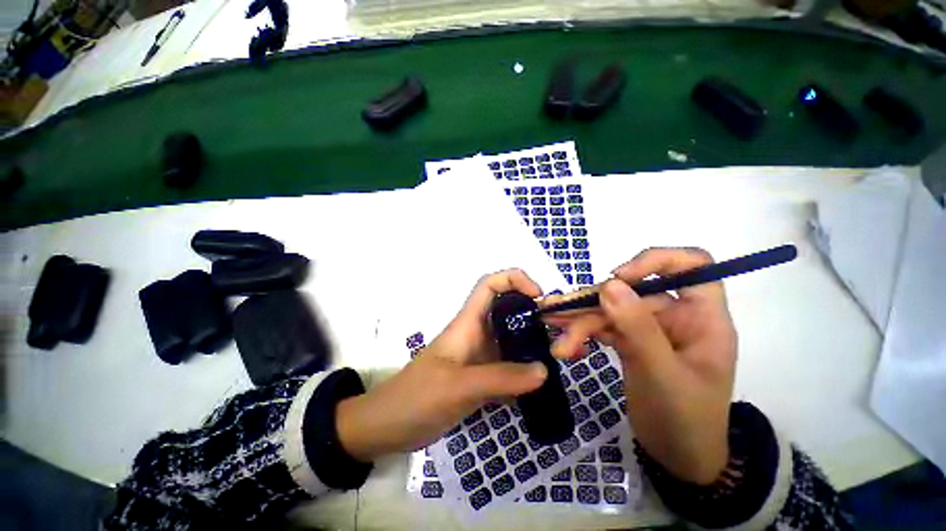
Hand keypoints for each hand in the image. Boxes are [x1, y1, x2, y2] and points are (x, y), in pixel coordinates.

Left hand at [336, 269, 548, 461]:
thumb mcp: (459, 386)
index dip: (514, 279)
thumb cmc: (416, 397)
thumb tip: (544, 370)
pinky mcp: (480, 377)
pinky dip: (524, 371)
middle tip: (557, 331)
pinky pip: (508, 366)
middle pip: (507, 310)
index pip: (490, 285)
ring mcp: (479, 356)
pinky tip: (540, 386)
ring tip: (557, 357)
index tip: (538, 296)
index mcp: (467, 323)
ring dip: (531, 344)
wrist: (388, 425)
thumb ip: (501, 378)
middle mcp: (476, 334)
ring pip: (510, 339)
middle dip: (532, 312)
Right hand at [543, 248, 736, 484]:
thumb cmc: (686, 421)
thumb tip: (609, 284)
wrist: (677, 459)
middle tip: (556, 315)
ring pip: (610, 310)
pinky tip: (565, 344)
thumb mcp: (662, 374)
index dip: (655, 261)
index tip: (618, 277)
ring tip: (551, 330)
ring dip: (578, 321)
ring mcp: (649, 329)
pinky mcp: (630, 342)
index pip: (691, 265)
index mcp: (701, 317)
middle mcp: (675, 316)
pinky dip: (582, 333)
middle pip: (630, 293)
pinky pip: (603, 327)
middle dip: (592, 306)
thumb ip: (637, 327)